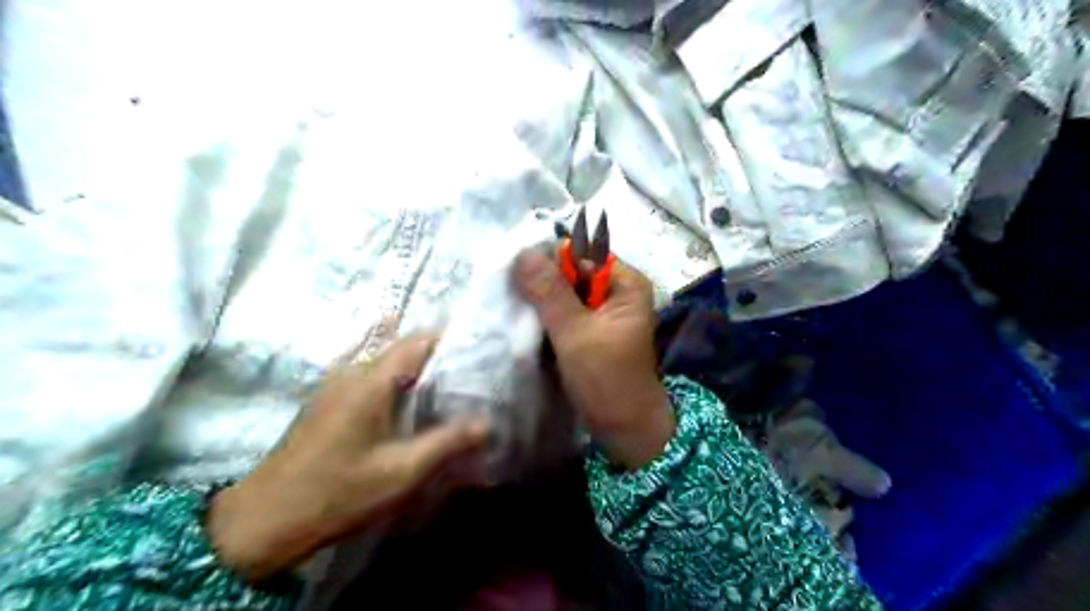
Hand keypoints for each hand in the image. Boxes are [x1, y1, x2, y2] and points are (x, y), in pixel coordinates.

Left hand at [208, 337, 490, 579]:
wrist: (265, 520)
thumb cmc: (338, 493)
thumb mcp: (401, 472)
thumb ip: (447, 443)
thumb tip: (487, 424)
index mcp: (371, 381)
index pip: (418, 341)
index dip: (450, 341)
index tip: (478, 354)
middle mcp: (352, 372)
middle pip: (402, 346)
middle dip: (437, 355)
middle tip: (469, 374)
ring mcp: (336, 384)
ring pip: (385, 360)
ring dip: (415, 368)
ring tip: (447, 387)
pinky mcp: (328, 401)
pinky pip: (370, 376)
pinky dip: (396, 380)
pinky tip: (410, 405)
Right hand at [510, 246, 673, 467]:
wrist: (624, 429)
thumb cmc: (607, 380)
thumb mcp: (575, 333)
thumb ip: (550, 293)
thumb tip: (522, 252)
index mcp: (625, 283)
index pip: (582, 253)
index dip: (549, 258)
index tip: (514, 271)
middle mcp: (617, 290)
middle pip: (573, 271)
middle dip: (542, 280)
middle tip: (508, 290)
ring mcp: (604, 311)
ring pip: (565, 292)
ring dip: (541, 299)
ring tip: (512, 304)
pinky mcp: (591, 330)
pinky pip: (565, 312)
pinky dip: (546, 315)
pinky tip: (525, 320)